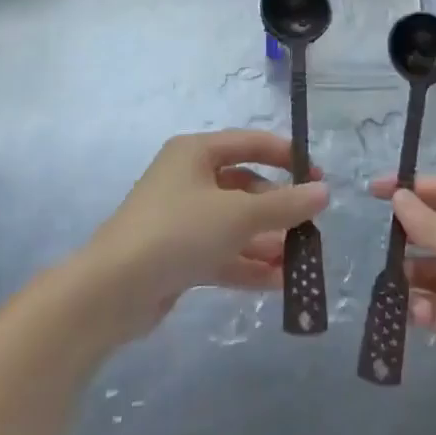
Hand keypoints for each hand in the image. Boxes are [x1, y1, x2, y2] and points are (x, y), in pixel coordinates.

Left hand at [86, 131, 328, 338]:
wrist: (111, 291)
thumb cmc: (178, 231)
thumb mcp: (238, 214)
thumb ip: (285, 204)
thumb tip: (324, 192)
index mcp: (196, 153)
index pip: (250, 143)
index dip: (286, 157)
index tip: (317, 176)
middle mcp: (188, 179)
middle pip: (245, 187)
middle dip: (278, 209)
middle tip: (310, 227)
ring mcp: (181, 219)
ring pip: (234, 224)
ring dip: (267, 241)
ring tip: (301, 261)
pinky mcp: (177, 255)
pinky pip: (221, 252)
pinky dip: (247, 264)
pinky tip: (278, 283)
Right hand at [368, 175, 435, 424]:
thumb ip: (428, 222)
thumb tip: (399, 196)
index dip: (413, 188)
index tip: (376, 190)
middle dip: (411, 233)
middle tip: (383, 239)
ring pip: (433, 271)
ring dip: (411, 272)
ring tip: (393, 279)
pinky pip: (434, 306)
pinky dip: (421, 306)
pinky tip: (417, 311)